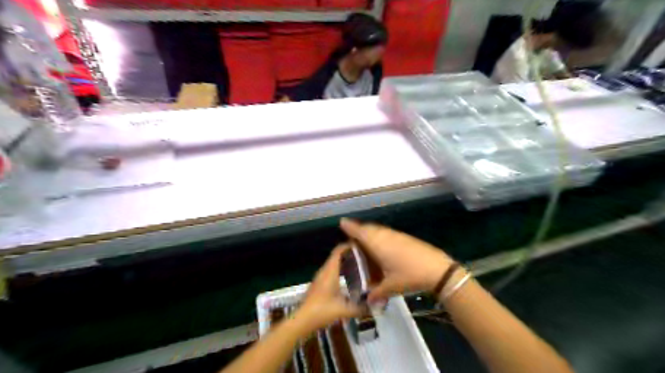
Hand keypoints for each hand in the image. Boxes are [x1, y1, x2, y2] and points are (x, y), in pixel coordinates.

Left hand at [294, 245, 361, 331]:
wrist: (302, 320)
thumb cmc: (322, 310)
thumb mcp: (344, 310)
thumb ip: (360, 308)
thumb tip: (374, 305)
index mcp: (330, 271)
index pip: (338, 251)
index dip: (348, 245)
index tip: (361, 244)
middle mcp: (324, 271)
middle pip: (336, 256)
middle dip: (349, 254)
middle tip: (364, 256)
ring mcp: (319, 277)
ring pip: (333, 264)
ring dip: (344, 262)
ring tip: (358, 266)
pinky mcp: (318, 284)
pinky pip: (330, 271)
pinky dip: (339, 270)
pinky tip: (347, 279)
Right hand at [339, 219, 454, 302]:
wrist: (438, 269)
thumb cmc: (410, 276)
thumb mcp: (391, 287)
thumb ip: (376, 293)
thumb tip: (367, 301)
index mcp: (378, 244)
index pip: (360, 232)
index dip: (350, 227)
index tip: (341, 222)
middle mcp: (386, 236)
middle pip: (369, 228)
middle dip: (359, 229)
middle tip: (350, 234)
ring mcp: (397, 235)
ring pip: (379, 230)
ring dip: (370, 232)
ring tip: (364, 240)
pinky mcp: (405, 238)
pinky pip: (387, 233)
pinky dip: (380, 236)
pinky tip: (382, 246)